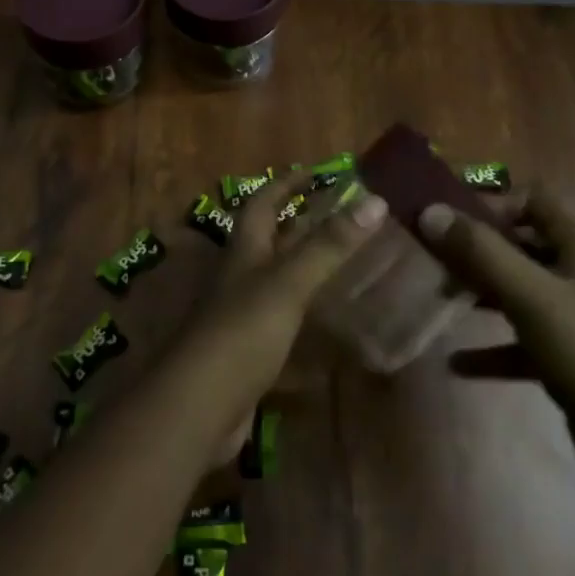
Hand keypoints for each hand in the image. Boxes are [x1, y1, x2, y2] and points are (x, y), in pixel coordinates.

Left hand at [170, 174, 388, 460]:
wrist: (199, 405)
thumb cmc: (242, 331)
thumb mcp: (289, 282)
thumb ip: (330, 245)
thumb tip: (375, 200)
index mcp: (244, 249)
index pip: (264, 201)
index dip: (288, 183)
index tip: (318, 171)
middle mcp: (240, 274)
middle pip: (268, 237)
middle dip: (299, 221)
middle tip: (341, 214)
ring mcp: (241, 313)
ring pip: (275, 276)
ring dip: (303, 264)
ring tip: (343, 259)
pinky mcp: (249, 348)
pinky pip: (280, 316)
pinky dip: (303, 310)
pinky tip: (328, 320)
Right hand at [418, 187, 574, 482]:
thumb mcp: (531, 296)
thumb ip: (480, 252)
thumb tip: (430, 212)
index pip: (531, 199)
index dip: (491, 202)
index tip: (448, 218)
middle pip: (519, 244)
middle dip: (476, 250)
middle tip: (435, 260)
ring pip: (518, 289)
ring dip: (480, 292)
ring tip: (441, 298)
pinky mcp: (569, 355)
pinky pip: (521, 339)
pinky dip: (491, 347)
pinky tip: (457, 363)